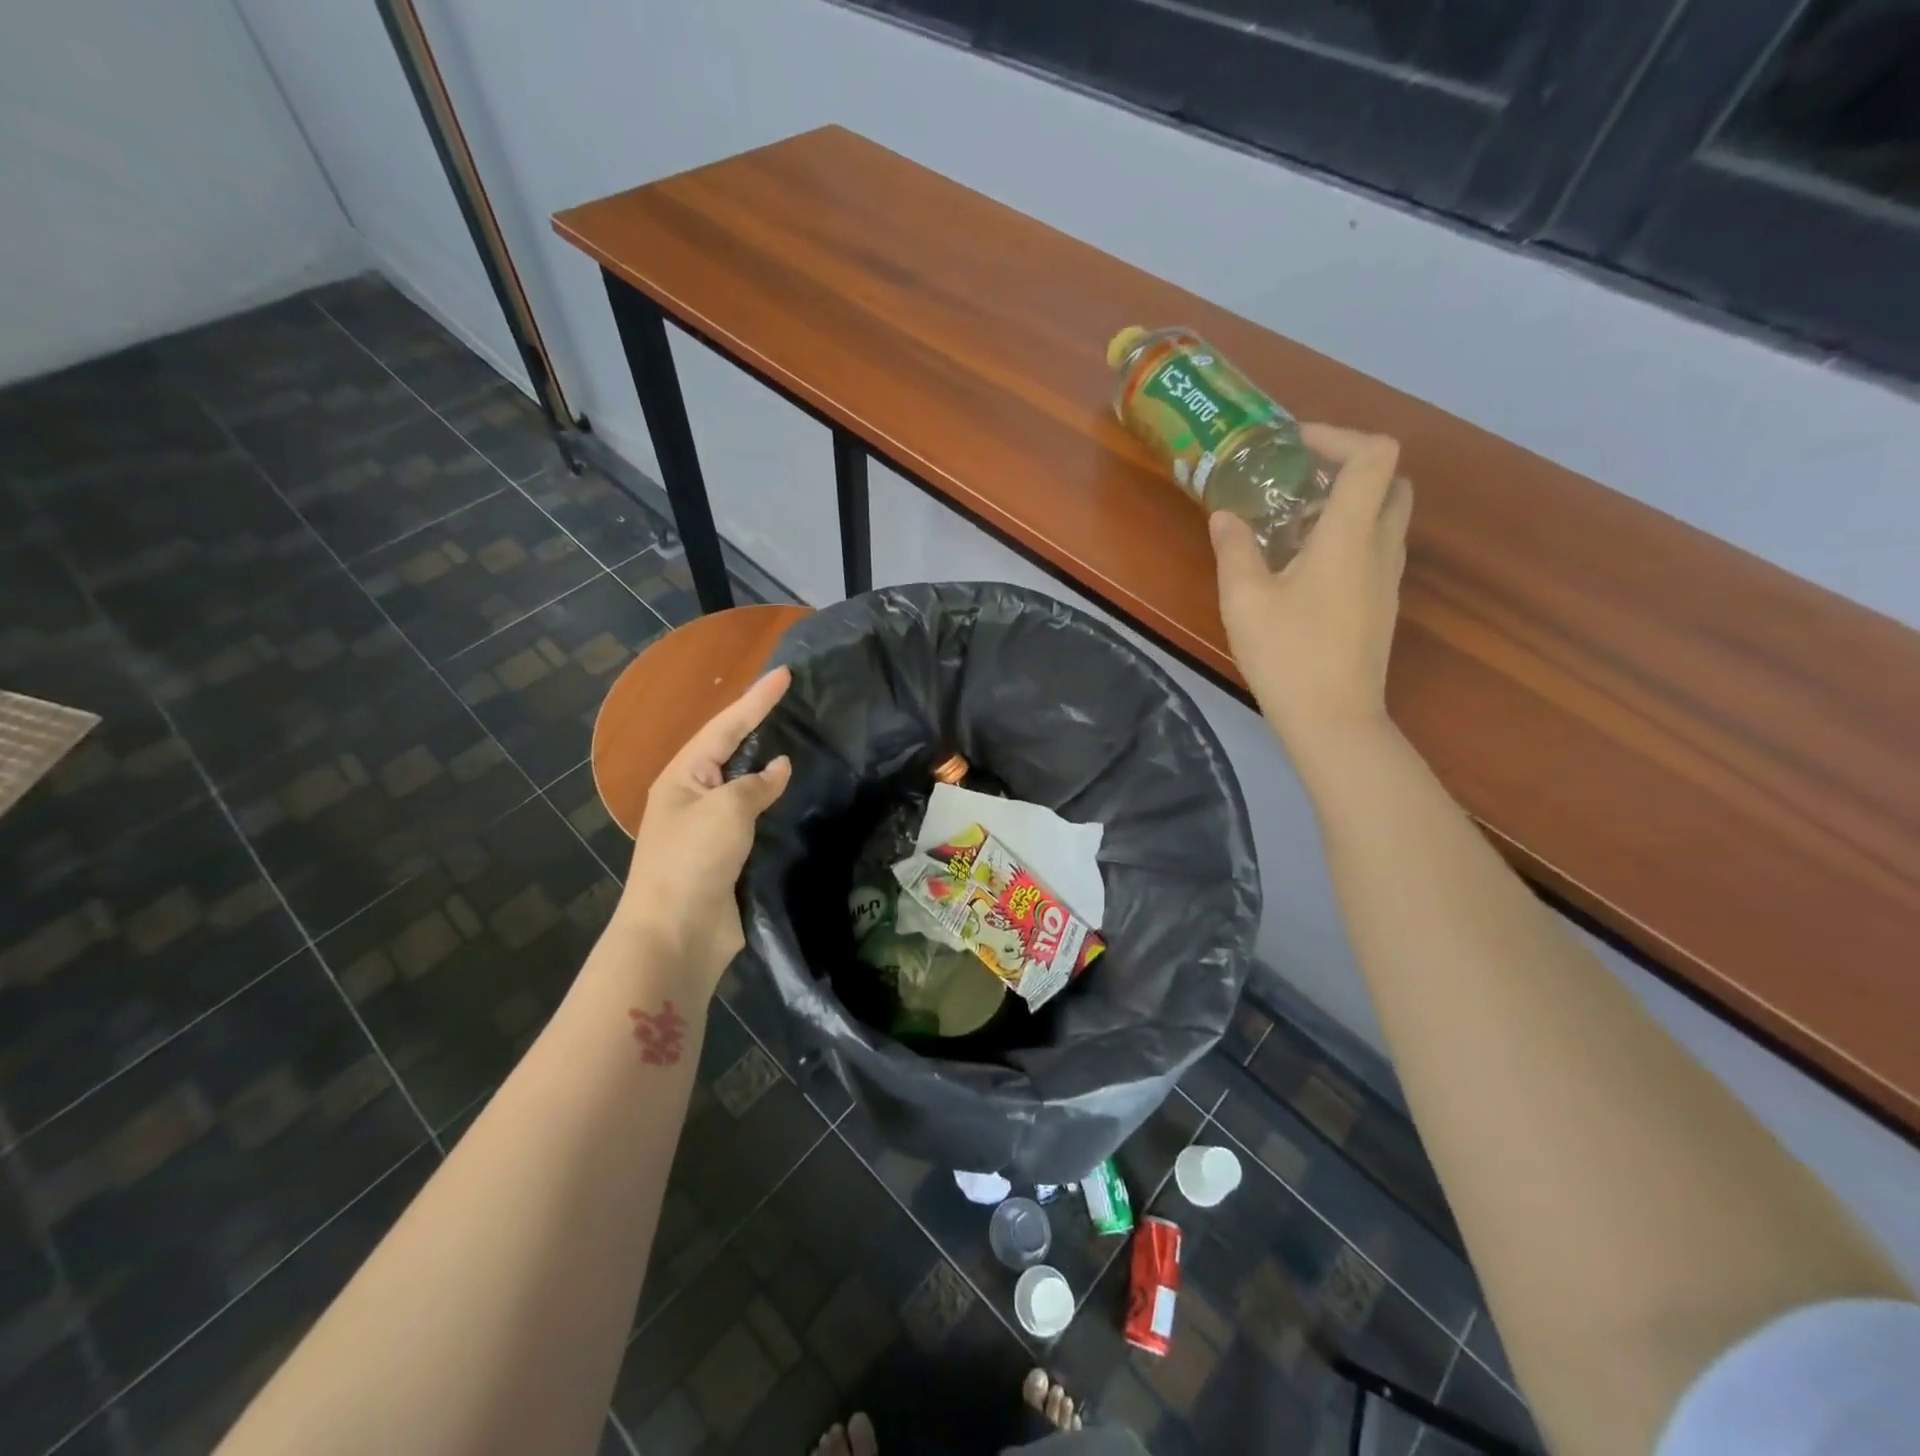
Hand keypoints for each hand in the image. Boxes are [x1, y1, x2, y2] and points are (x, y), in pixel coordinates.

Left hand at [617, 667, 793, 988]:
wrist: (677, 933)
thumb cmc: (694, 860)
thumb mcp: (727, 810)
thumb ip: (757, 783)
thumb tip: (780, 767)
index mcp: (683, 775)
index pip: (726, 726)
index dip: (758, 699)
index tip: (786, 673)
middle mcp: (694, 795)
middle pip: (732, 751)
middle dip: (760, 726)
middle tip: (795, 702)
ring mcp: (710, 827)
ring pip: (746, 786)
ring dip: (770, 767)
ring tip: (802, 741)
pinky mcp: (728, 855)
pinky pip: (755, 818)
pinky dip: (775, 804)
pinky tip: (797, 795)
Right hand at [1211, 426, 1410, 755]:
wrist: (1333, 719)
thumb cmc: (1288, 654)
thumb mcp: (1244, 599)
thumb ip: (1234, 549)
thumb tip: (1225, 516)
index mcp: (1351, 535)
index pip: (1375, 455)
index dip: (1340, 436)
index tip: (1296, 445)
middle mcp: (1381, 548)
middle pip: (1390, 482)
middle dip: (1349, 468)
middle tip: (1299, 481)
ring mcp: (1388, 579)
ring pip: (1384, 518)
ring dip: (1347, 505)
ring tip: (1291, 524)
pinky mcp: (1381, 605)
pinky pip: (1374, 550)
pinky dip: (1347, 538)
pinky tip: (1302, 567)